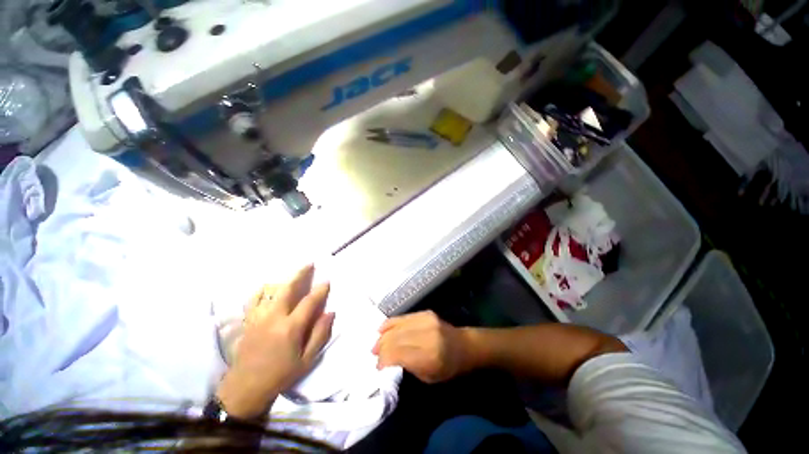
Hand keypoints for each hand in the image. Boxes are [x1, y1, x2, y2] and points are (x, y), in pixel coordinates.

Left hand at [217, 265, 334, 418]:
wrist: (245, 388)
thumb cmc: (280, 375)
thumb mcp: (306, 360)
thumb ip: (319, 334)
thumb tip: (330, 313)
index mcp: (290, 328)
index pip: (309, 302)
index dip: (320, 290)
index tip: (327, 281)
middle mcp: (273, 318)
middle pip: (287, 289)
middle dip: (300, 274)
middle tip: (309, 264)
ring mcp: (258, 318)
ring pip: (270, 291)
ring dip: (283, 280)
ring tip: (292, 274)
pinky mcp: (248, 321)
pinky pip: (253, 299)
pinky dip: (261, 290)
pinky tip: (267, 287)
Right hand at [372, 311, 475, 383]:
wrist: (463, 345)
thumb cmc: (447, 367)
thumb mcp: (428, 377)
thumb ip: (407, 366)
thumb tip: (386, 359)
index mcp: (429, 356)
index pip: (398, 354)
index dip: (384, 359)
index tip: (377, 366)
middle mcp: (427, 335)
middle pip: (395, 338)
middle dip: (381, 347)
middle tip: (374, 354)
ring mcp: (426, 320)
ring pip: (397, 326)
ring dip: (384, 335)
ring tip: (376, 343)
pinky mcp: (425, 312)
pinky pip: (403, 317)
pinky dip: (391, 323)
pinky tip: (383, 329)